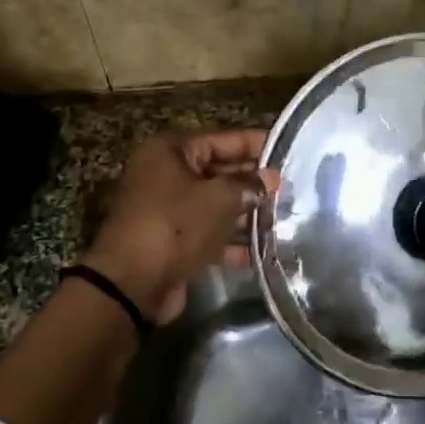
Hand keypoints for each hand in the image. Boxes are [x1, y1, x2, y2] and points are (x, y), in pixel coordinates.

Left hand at [81, 130, 277, 324]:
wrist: (132, 284)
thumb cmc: (176, 225)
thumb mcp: (219, 198)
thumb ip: (249, 185)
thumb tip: (271, 179)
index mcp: (170, 152)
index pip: (222, 139)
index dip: (255, 144)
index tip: (287, 149)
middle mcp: (166, 176)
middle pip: (219, 172)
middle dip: (254, 183)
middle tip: (292, 188)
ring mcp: (169, 211)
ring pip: (216, 206)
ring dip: (248, 214)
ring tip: (286, 218)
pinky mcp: (174, 243)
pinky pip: (210, 235)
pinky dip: (234, 241)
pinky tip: (266, 249)